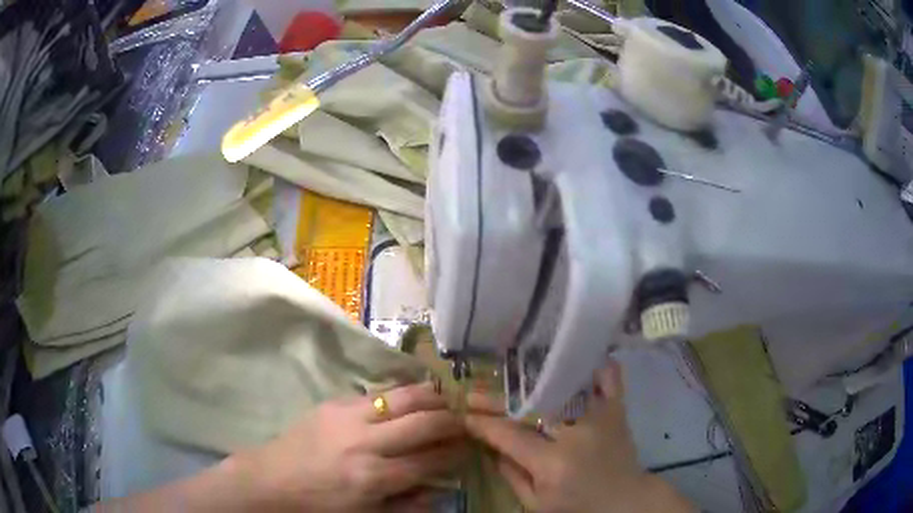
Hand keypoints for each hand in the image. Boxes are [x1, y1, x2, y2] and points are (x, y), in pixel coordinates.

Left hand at [234, 381, 467, 511]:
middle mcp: (365, 443)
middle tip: (463, 423)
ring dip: (432, 397)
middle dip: (452, 420)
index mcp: (374, 477)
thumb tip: (441, 488)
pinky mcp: (333, 402)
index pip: (431, 459)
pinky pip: (377, 392)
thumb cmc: (320, 506)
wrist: (271, 480)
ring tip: (445, 402)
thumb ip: (408, 505)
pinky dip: (401, 394)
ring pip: (404, 396)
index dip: (456, 452)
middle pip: (424, 421)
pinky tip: (409, 399)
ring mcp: (348, 417)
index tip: (469, 448)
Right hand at [466, 360, 693, 512]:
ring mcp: (599, 417)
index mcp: (552, 463)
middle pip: (530, 407)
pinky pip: (608, 378)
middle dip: (496, 399)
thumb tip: (491, 447)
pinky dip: (594, 365)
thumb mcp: (537, 504)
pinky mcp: (616, 411)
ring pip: (565, 386)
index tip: (465, 415)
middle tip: (473, 393)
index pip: (509, 436)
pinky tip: (576, 355)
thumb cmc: (577, 508)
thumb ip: (512, 476)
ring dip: (534, 378)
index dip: (483, 424)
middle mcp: (575, 434)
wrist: (626, 502)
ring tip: (510, 370)